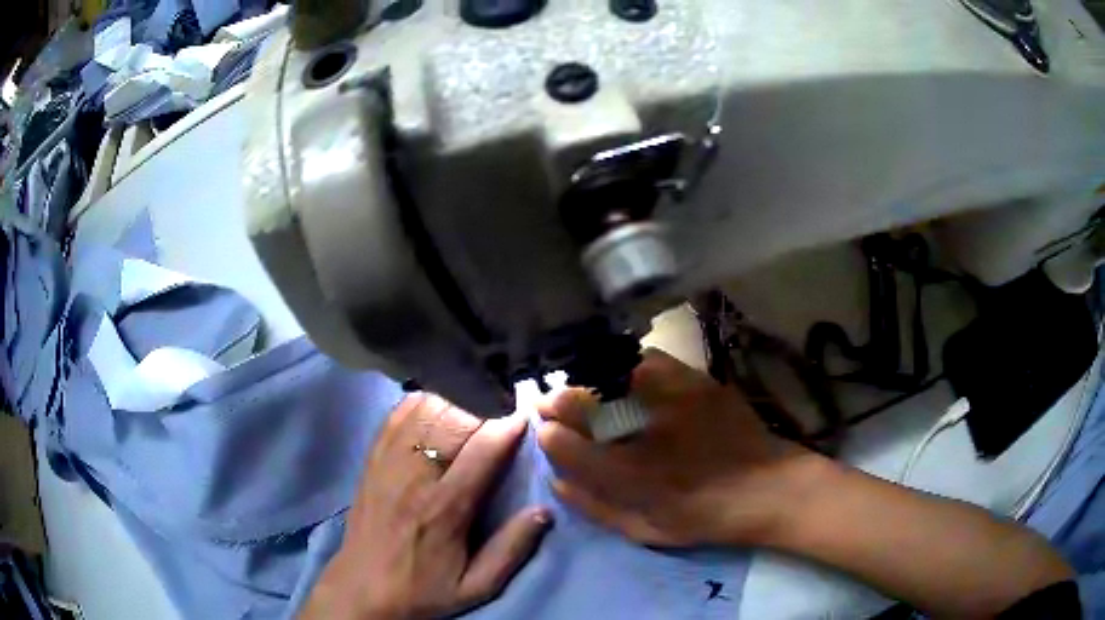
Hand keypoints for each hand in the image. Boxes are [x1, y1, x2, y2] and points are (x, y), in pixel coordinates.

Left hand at [302, 394, 551, 619]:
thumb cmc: (423, 589)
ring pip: (424, 410)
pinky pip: (398, 415)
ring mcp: (388, 462)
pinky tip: (439, 401)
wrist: (362, 588)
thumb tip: (544, 511)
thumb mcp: (476, 586)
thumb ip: (511, 550)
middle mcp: (414, 476)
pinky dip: (422, 401)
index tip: (526, 415)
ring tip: (476, 400)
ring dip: (455, 399)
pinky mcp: (373, 459)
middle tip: (504, 403)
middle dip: (484, 405)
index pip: (482, 452)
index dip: (507, 427)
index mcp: (445, 509)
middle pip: (453, 420)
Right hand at [538, 348, 822, 547]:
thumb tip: (556, 482)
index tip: (546, 431)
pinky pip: (646, 360)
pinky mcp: (695, 379)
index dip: (548, 434)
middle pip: (578, 401)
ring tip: (585, 391)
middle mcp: (643, 431)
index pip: (563, 444)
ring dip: (587, 382)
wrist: (768, 487)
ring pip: (607, 374)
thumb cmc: (705, 517)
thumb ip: (595, 508)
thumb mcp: (646, 530)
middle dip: (557, 402)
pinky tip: (625, 378)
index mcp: (629, 476)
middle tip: (553, 405)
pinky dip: (626, 367)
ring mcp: (670, 398)